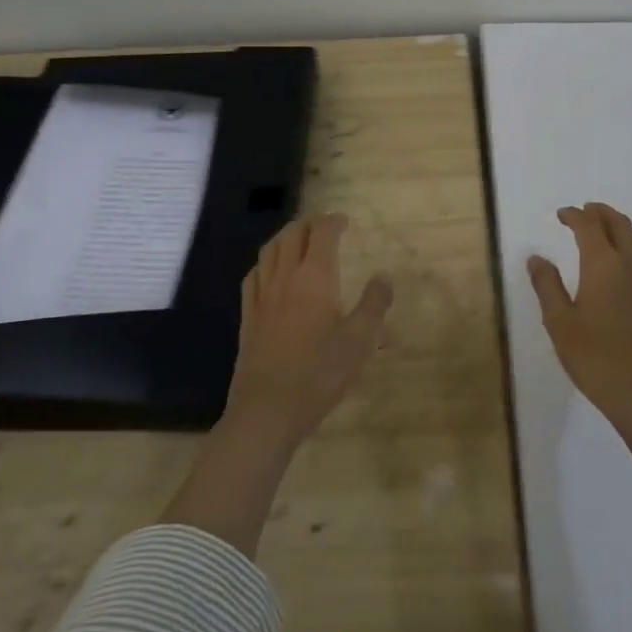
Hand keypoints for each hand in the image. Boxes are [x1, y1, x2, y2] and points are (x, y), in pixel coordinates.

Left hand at [224, 213, 393, 447]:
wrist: (267, 410)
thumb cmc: (319, 374)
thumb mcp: (359, 341)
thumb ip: (374, 305)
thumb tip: (384, 277)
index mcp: (315, 277)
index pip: (322, 233)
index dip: (333, 222)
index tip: (345, 221)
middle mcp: (285, 278)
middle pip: (292, 235)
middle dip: (308, 223)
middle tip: (323, 225)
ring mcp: (262, 297)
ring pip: (269, 251)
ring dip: (285, 236)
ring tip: (297, 238)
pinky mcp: (248, 317)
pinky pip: (254, 276)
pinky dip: (265, 262)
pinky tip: (269, 272)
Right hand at [528, 202, 631, 431]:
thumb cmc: (596, 358)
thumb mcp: (560, 323)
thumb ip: (548, 286)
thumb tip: (537, 258)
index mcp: (603, 265)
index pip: (590, 226)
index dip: (574, 215)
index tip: (561, 214)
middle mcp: (629, 266)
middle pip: (619, 225)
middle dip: (600, 213)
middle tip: (583, 211)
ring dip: (620, 226)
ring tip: (604, 229)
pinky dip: (631, 247)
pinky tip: (620, 265)